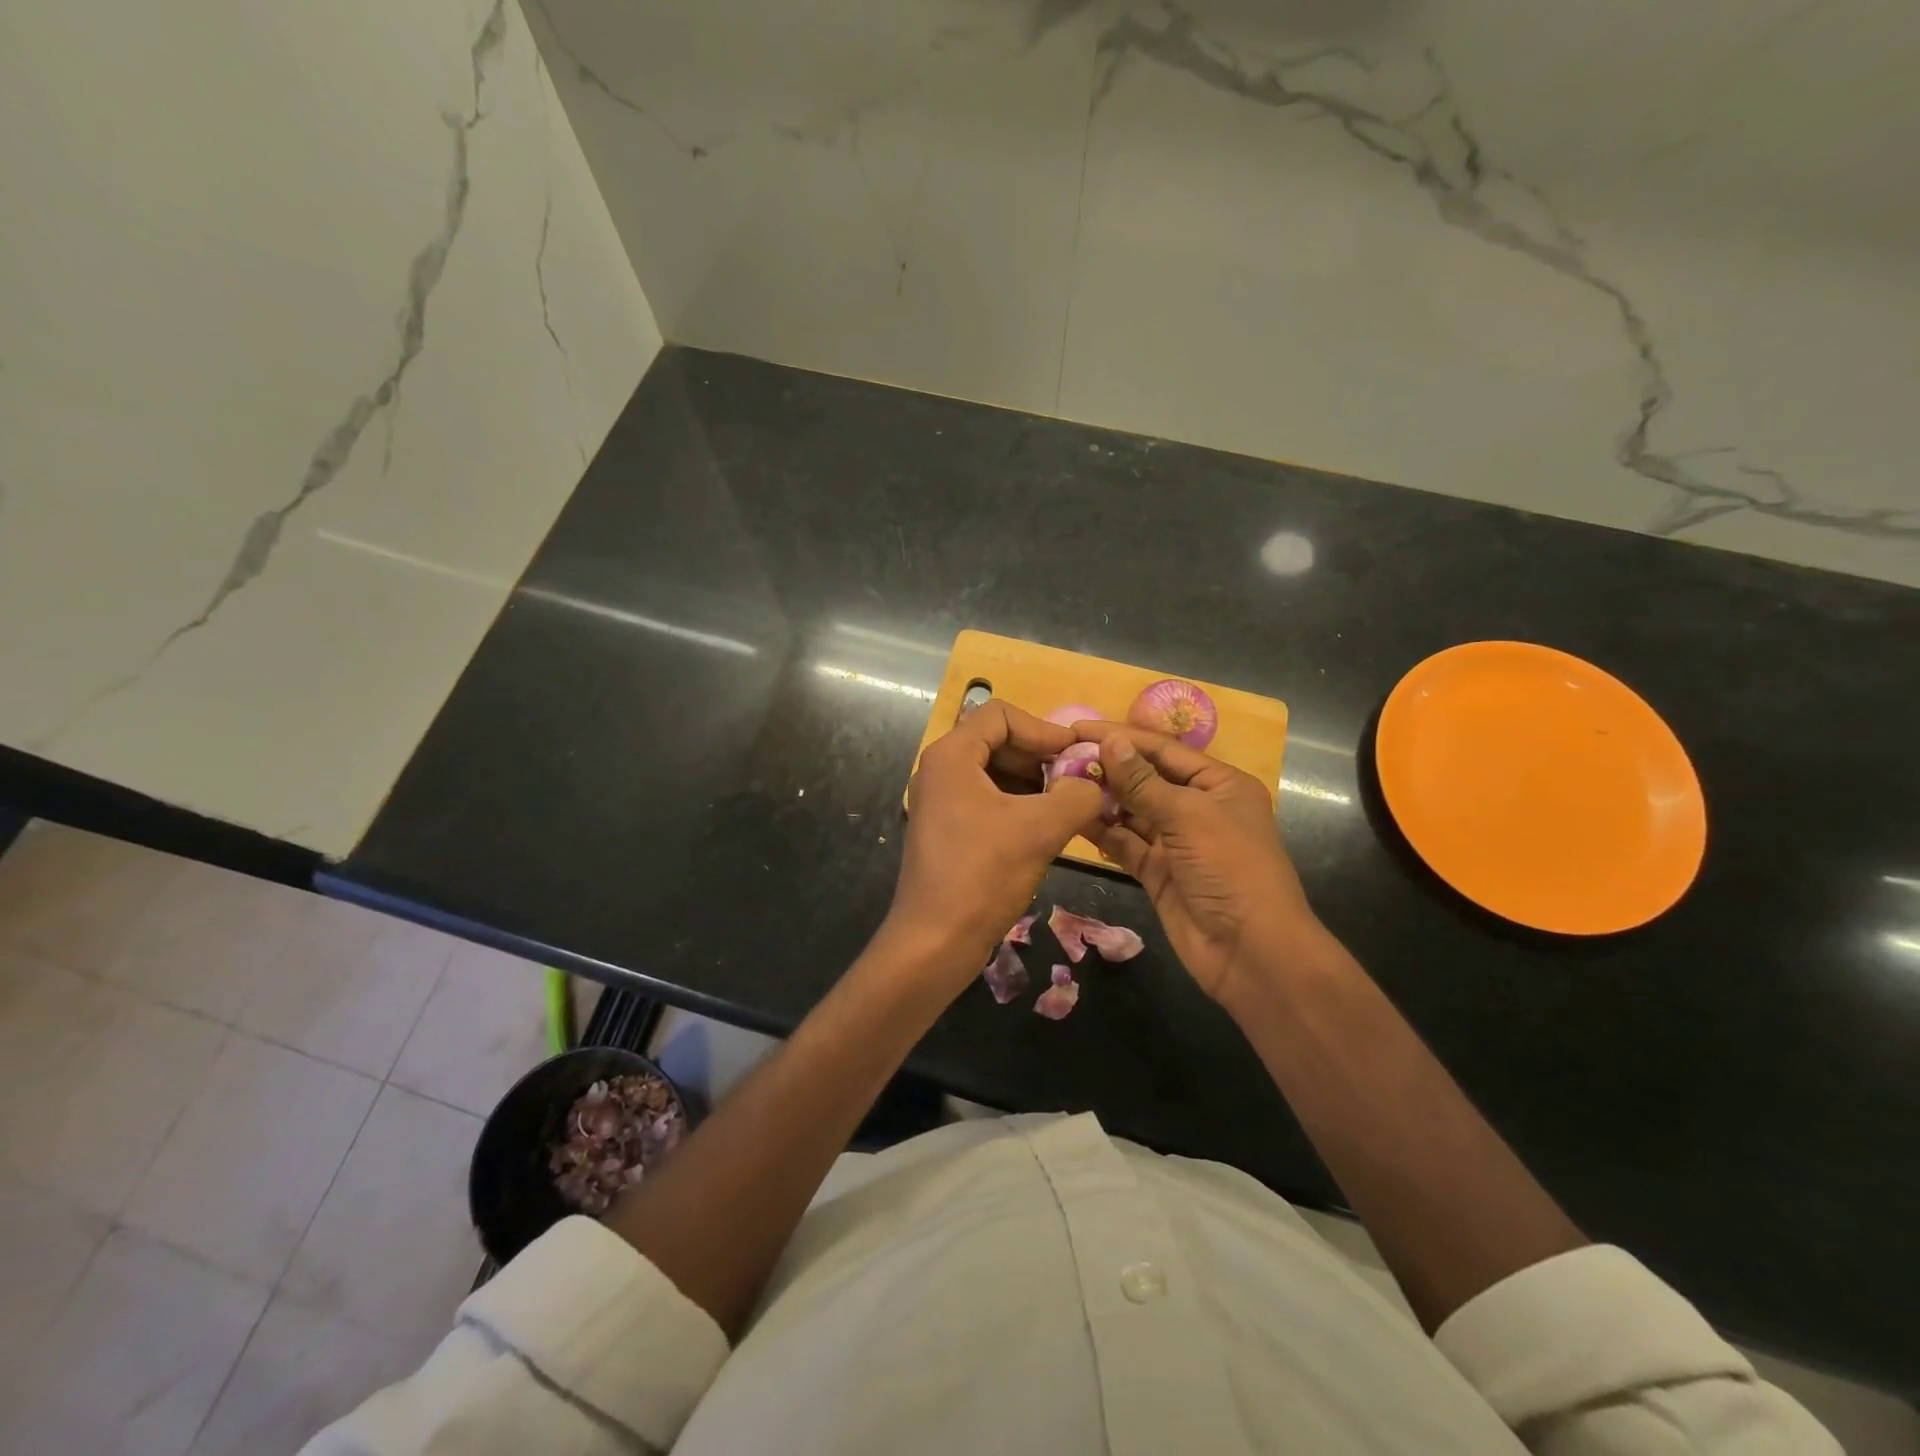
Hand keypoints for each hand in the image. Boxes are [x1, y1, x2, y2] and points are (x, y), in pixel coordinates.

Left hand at [892, 700, 1103, 978]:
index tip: (1076, 757)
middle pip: (997, 741)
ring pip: (995, 773)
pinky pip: (987, 800)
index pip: (1001, 715)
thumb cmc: (983, 875)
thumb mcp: (1040, 829)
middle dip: (1040, 758)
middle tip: (1077, 782)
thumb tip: (1094, 784)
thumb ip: (1077, 795)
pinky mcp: (947, 830)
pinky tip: (1045, 829)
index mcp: (951, 756)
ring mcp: (941, 801)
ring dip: (1033, 783)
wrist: (934, 942)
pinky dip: (1018, 806)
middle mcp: (940, 770)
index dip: (1043, 729)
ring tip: (1067, 806)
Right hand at [1076, 723, 1321, 1005]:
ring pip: (1131, 811)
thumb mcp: (1187, 815)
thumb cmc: (1230, 868)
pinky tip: (1073, 817)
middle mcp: (1198, 807)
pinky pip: (1125, 844)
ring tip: (1058, 783)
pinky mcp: (1158, 872)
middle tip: (1059, 756)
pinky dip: (1102, 831)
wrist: (1250, 951)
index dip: (1121, 737)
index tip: (1077, 729)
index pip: (1163, 750)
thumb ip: (1142, 781)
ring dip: (1100, 798)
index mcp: (1219, 784)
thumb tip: (1110, 740)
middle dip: (1106, 767)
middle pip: (1144, 778)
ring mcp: (1176, 842)